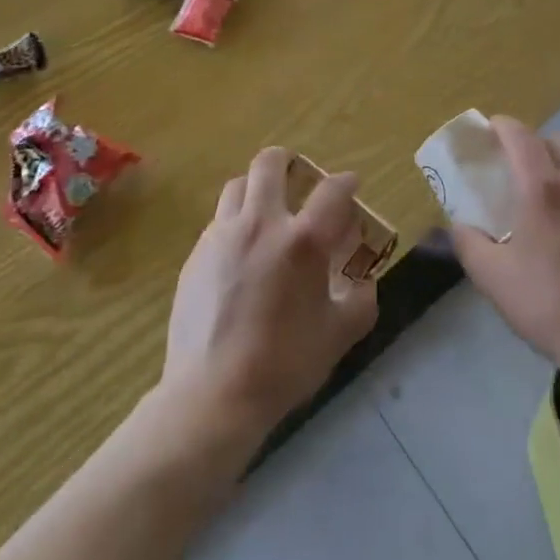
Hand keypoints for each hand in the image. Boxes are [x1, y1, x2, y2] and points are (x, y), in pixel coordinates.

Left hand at [161, 147, 378, 447]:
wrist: (211, 396)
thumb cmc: (284, 365)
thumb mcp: (340, 334)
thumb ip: (361, 298)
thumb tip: (363, 277)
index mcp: (303, 241)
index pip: (332, 190)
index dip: (347, 182)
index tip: (351, 186)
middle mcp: (261, 224)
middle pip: (270, 163)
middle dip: (288, 162)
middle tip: (299, 181)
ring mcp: (222, 236)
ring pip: (238, 185)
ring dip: (257, 190)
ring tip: (267, 213)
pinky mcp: (196, 255)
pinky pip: (219, 221)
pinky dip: (236, 223)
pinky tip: (241, 254)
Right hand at [449, 118, 559, 380]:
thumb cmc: (552, 307)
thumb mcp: (494, 280)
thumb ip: (469, 244)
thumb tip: (459, 224)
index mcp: (543, 189)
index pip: (521, 136)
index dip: (503, 126)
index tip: (490, 131)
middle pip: (557, 139)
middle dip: (535, 143)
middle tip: (521, 168)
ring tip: (554, 186)